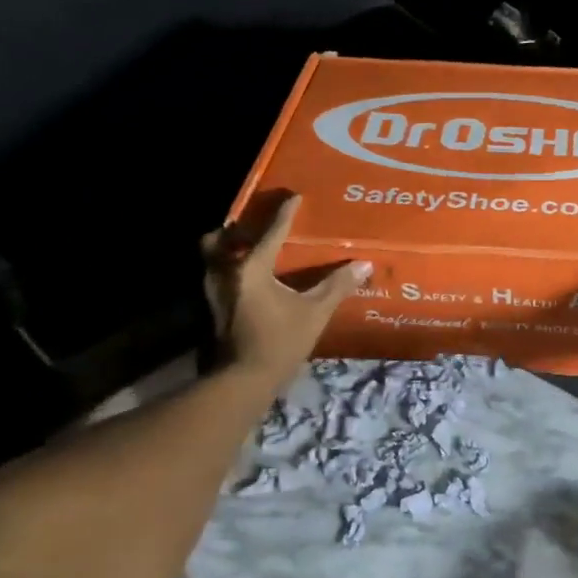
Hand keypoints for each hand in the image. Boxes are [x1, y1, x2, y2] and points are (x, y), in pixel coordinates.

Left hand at [201, 195, 369, 388]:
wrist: (244, 380)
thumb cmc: (280, 341)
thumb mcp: (315, 312)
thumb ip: (337, 286)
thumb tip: (364, 264)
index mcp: (252, 268)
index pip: (271, 232)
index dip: (284, 213)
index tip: (294, 197)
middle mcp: (226, 272)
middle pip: (220, 239)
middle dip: (235, 230)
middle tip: (254, 227)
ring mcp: (214, 292)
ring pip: (212, 258)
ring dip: (227, 250)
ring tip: (249, 250)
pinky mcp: (213, 309)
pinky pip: (217, 277)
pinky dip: (229, 270)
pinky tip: (248, 280)